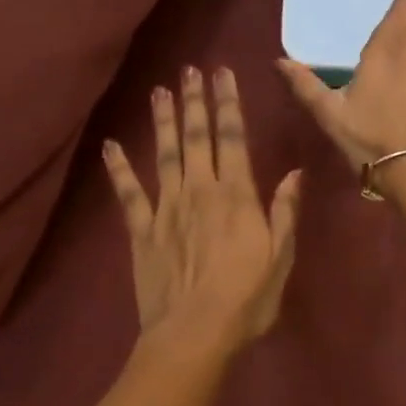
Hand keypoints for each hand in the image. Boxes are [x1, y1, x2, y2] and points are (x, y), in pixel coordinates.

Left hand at [103, 67, 301, 352]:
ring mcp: (167, 209)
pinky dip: (119, 168)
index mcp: (237, 196)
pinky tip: (111, 145)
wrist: (194, 335)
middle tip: (188, 69)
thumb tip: (295, 172)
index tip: (222, 74)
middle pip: (197, 138)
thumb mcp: (280, 257)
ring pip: (165, 155)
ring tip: (158, 91)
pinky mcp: (142, 231)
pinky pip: (129, 194)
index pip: (233, 139)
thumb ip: (285, 212)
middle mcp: (201, 192)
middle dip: (194, 101)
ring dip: (163, 122)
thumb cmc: (247, 299)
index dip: (227, 104)